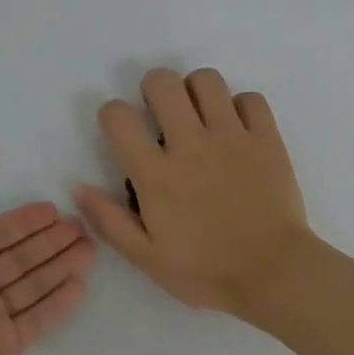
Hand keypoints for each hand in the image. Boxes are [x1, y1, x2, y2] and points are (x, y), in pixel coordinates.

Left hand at [0, 185, 93, 354]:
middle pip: (15, 258)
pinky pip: (37, 318)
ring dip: (59, 266)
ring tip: (89, 250)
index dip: (20, 222)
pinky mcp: (5, 348)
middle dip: (47, 242)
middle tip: (81, 228)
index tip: (52, 209)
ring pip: (30, 285)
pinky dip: (58, 302)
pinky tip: (80, 286)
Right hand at [74, 68, 311, 318]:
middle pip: (162, 82)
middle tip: (161, 115)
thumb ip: (110, 221)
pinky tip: (237, 130)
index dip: (112, 115)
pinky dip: (240, 106)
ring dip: (195, 91)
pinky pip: (250, 99)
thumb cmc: (207, 272)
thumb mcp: (147, 259)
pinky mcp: (267, 139)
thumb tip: (79, 187)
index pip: (118, 116)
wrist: (274, 274)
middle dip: (153, 89)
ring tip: (200, 117)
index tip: (121, 131)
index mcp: (156, 175)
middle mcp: (191, 145)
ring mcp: (232, 137)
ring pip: (206, 80)